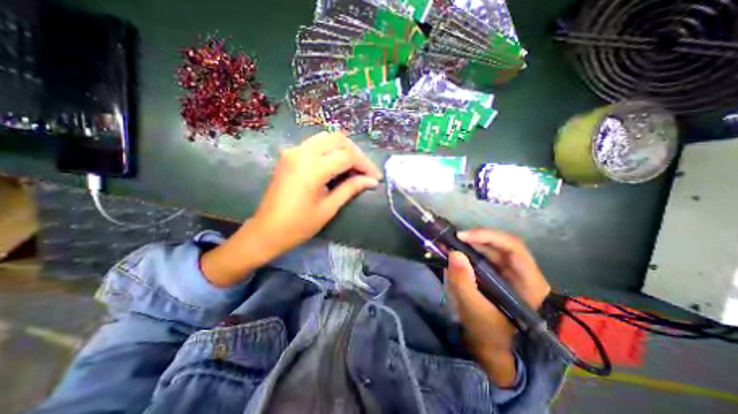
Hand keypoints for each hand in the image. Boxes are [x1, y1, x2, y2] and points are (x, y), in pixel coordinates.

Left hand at [200, 132, 379, 285]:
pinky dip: (331, 150)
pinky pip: (316, 144)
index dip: (365, 165)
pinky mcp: (290, 155)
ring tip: (354, 167)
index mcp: (312, 169)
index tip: (375, 178)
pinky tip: (337, 164)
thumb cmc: (299, 225)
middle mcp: (301, 153)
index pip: (347, 156)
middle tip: (366, 171)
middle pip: (338, 139)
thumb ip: (351, 189)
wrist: (267, 230)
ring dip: (344, 149)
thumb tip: (372, 181)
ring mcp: (293, 151)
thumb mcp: (329, 208)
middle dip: (356, 153)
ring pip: (327, 138)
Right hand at [440, 230, 549, 387]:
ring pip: (491, 250)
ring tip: (451, 245)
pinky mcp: (498, 275)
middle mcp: (523, 273)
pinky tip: (456, 255)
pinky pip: (484, 258)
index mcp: (529, 283)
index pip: (513, 248)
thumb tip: (453, 253)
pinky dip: (469, 253)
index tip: (462, 236)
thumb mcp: (474, 310)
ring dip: (471, 245)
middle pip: (501, 245)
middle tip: (452, 239)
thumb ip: (463, 282)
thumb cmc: (489, 334)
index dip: (488, 236)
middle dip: (475, 239)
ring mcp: (510, 273)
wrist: (492, 350)